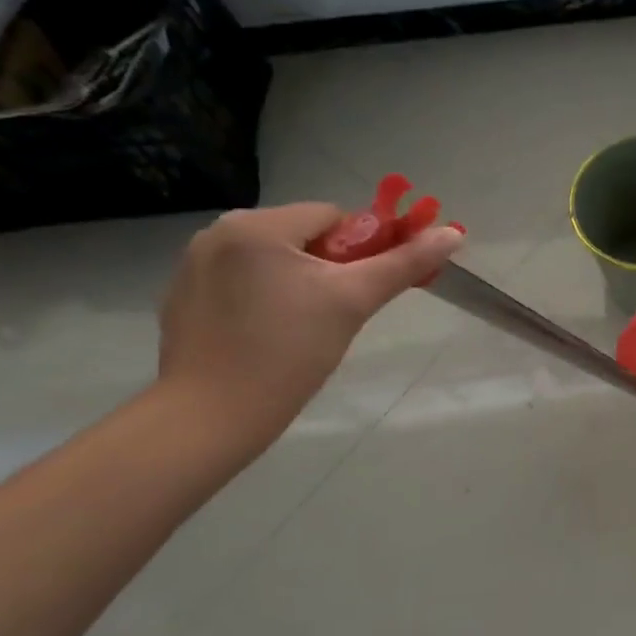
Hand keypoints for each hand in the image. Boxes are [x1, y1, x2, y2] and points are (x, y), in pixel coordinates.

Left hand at [157, 202, 462, 436]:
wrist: (210, 418)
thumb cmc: (288, 353)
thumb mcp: (353, 302)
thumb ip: (404, 263)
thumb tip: (452, 234)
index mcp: (256, 225)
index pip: (333, 216)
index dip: (361, 249)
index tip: (364, 290)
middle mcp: (217, 233)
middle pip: (301, 236)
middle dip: (329, 268)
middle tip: (337, 313)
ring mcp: (193, 266)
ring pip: (273, 260)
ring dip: (298, 282)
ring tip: (304, 329)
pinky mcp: (182, 298)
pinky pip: (242, 282)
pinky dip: (264, 299)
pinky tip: (268, 337)